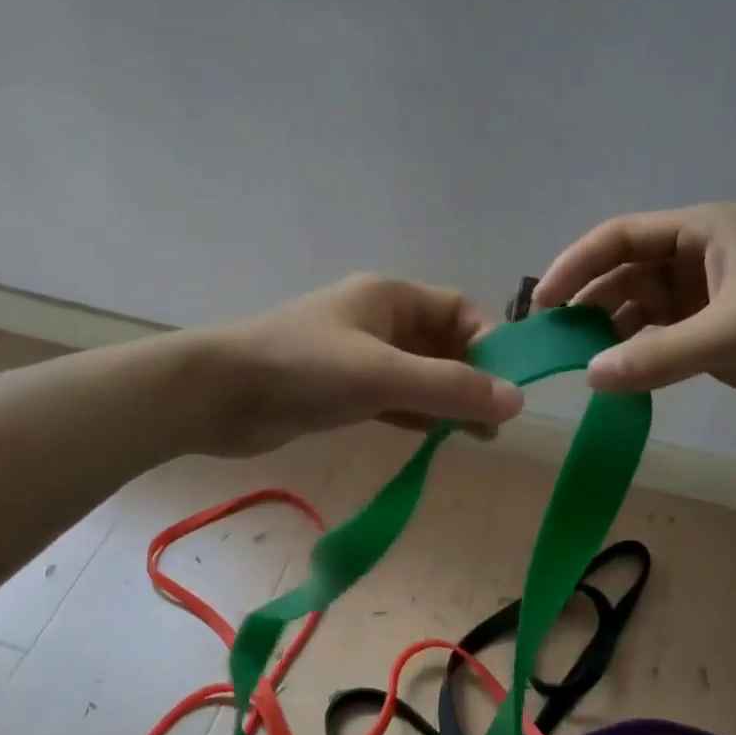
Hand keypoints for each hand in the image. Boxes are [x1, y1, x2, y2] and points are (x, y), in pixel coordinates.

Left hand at [196, 274, 524, 456]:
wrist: (218, 395)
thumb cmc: (303, 368)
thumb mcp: (383, 374)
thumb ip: (450, 387)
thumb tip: (518, 401)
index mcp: (389, 297)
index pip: (459, 310)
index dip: (488, 344)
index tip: (506, 387)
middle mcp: (377, 321)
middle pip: (441, 344)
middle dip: (471, 379)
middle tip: (495, 423)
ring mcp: (357, 357)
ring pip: (417, 376)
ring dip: (446, 401)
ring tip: (477, 437)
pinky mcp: (339, 391)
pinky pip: (392, 399)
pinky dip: (416, 415)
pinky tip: (436, 437)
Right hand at [532, 203, 735, 428]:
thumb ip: (661, 353)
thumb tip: (590, 375)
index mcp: (707, 233)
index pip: (623, 237)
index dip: (577, 264)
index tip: (542, 302)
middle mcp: (701, 262)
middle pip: (625, 274)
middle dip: (588, 301)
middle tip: (553, 341)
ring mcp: (708, 304)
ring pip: (640, 311)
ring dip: (609, 332)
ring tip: (577, 362)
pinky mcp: (718, 342)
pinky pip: (660, 344)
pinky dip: (636, 358)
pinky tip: (616, 378)